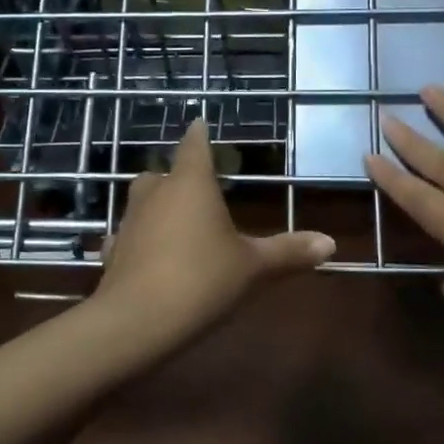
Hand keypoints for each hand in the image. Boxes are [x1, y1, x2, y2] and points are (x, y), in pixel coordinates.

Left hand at [97, 118, 334, 351]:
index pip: (194, 146)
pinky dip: (140, 240)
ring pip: (141, 203)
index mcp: (191, 184)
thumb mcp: (253, 267)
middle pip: (161, 174)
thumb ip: (288, 252)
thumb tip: (330, 243)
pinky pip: (128, 236)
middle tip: (194, 186)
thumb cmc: (202, 279)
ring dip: (156, 207)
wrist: (137, 321)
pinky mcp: (113, 252)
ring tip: (176, 222)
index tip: (199, 122)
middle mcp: (155, 194)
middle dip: (176, 176)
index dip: (199, 134)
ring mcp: (129, 222)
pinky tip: (149, 256)